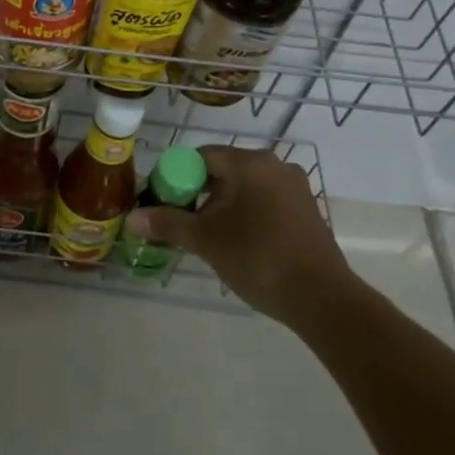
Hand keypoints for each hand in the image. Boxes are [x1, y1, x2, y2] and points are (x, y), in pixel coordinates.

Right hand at [125, 147, 356, 326]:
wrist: (321, 298)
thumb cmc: (258, 259)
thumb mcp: (207, 240)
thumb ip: (168, 223)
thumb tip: (132, 218)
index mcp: (251, 163)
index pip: (202, 156)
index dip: (177, 175)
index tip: (163, 200)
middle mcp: (275, 165)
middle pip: (224, 170)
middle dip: (199, 193)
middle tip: (181, 221)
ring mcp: (295, 187)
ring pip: (245, 187)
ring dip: (222, 205)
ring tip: (206, 235)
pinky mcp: (306, 210)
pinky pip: (265, 201)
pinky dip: (246, 214)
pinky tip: (237, 242)